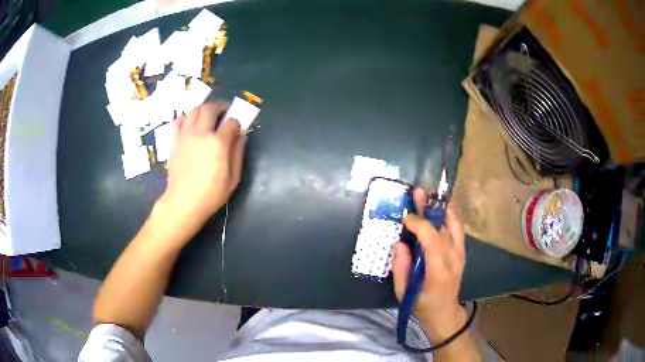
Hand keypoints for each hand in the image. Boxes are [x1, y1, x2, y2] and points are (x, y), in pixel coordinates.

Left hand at [158, 102, 245, 230]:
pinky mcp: (174, 141)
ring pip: (194, 110)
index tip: (238, 128)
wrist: (183, 203)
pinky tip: (190, 124)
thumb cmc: (211, 194)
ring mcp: (185, 135)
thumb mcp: (233, 178)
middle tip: (225, 113)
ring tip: (208, 117)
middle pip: (210, 108)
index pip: (231, 121)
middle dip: (221, 107)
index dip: (237, 122)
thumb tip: (242, 136)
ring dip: (204, 109)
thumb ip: (238, 153)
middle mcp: (201, 133)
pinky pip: (178, 121)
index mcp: (218, 142)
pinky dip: (186, 118)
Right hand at [392, 188, 466, 340]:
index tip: (405, 217)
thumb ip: (400, 267)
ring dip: (442, 207)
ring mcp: (461, 254)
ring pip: (455, 224)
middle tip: (418, 192)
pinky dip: (450, 215)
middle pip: (445, 227)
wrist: (444, 313)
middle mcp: (453, 259)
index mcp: (438, 271)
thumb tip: (400, 242)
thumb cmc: (421, 305)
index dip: (419, 223)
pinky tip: (440, 207)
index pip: (433, 239)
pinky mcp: (462, 252)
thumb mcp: (403, 292)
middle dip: (430, 208)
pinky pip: (458, 229)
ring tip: (430, 194)